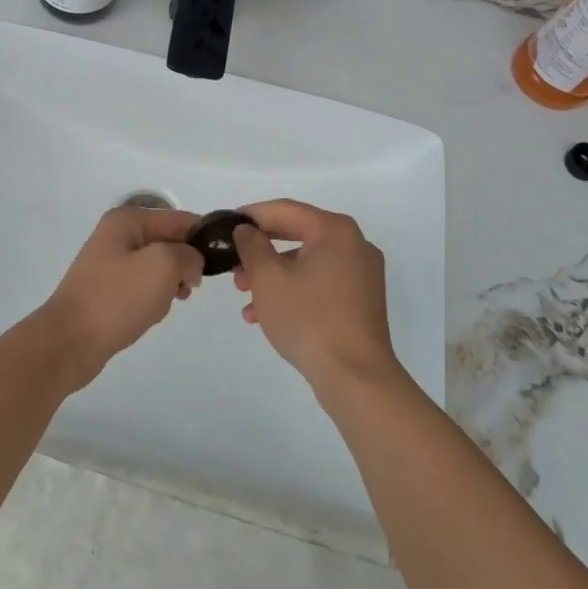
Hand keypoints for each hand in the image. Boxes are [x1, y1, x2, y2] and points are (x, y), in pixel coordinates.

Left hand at [37, 207, 203, 388]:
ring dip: (169, 285)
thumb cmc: (117, 299)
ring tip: (165, 304)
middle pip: (170, 242)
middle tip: (188, 289)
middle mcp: (118, 234)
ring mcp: (111, 262)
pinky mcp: (109, 288)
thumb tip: (191, 262)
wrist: (70, 342)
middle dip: (184, 265)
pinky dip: (154, 299)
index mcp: (128, 220)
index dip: (203, 238)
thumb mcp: (162, 266)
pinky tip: (150, 314)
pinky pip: (144, 286)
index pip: (180, 219)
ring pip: (159, 267)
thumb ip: (188, 255)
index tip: (222, 263)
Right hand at [232, 200, 401, 396]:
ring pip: (306, 262)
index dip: (252, 215)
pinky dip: (293, 290)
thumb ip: (252, 245)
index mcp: (334, 230)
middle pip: (297, 235)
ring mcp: (361, 273)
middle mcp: (354, 244)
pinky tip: (265, 315)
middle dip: (261, 250)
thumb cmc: (308, 319)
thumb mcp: (268, 278)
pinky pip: (320, 282)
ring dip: (273, 274)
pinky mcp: (361, 300)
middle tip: (233, 263)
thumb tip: (247, 230)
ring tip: (243, 295)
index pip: (285, 210)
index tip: (226, 224)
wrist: (356, 378)